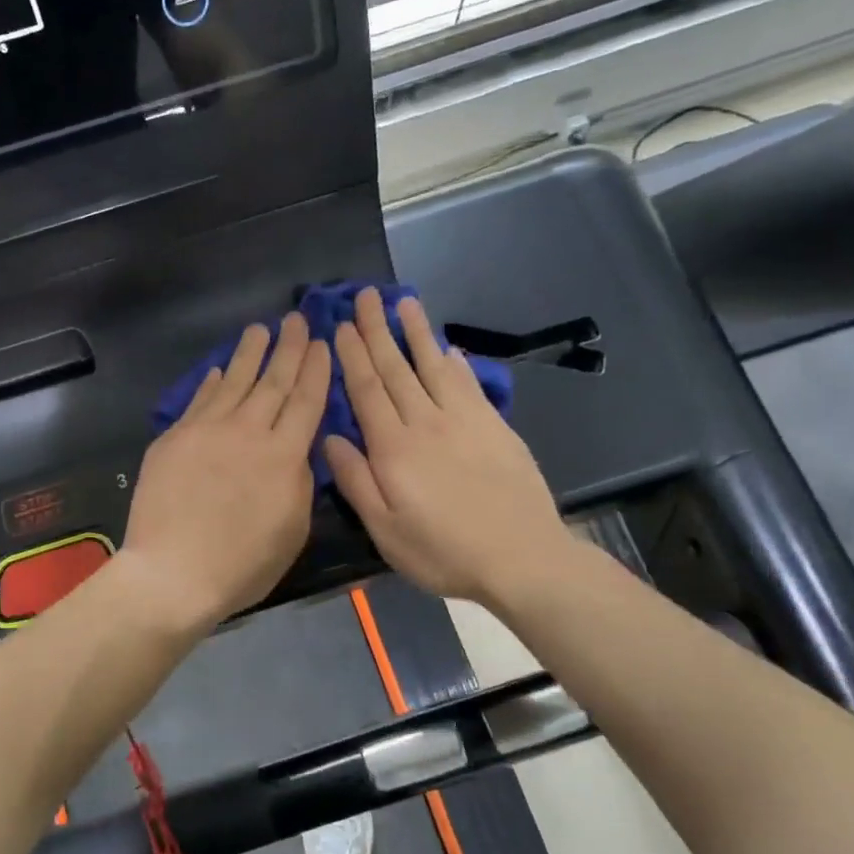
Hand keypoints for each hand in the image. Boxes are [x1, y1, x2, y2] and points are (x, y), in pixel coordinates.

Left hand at [120, 313, 330, 634]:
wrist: (172, 573)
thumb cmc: (241, 565)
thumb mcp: (292, 531)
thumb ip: (299, 483)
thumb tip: (298, 451)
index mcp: (284, 457)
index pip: (306, 402)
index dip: (316, 370)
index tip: (322, 344)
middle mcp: (248, 432)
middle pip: (273, 382)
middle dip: (289, 348)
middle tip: (296, 319)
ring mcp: (207, 431)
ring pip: (233, 381)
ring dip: (249, 353)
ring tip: (259, 329)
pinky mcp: (174, 437)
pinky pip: (199, 400)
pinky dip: (211, 382)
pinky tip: (217, 369)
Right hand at [325, 289, 568, 607]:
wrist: (522, 558)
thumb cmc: (443, 551)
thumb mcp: (385, 530)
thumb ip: (355, 481)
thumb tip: (330, 438)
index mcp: (393, 448)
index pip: (367, 390)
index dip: (351, 356)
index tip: (339, 326)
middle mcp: (426, 422)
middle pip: (397, 368)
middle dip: (377, 330)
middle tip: (365, 295)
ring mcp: (465, 420)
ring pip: (434, 366)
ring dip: (416, 333)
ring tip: (404, 301)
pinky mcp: (495, 427)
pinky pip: (470, 384)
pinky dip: (457, 363)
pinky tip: (449, 348)